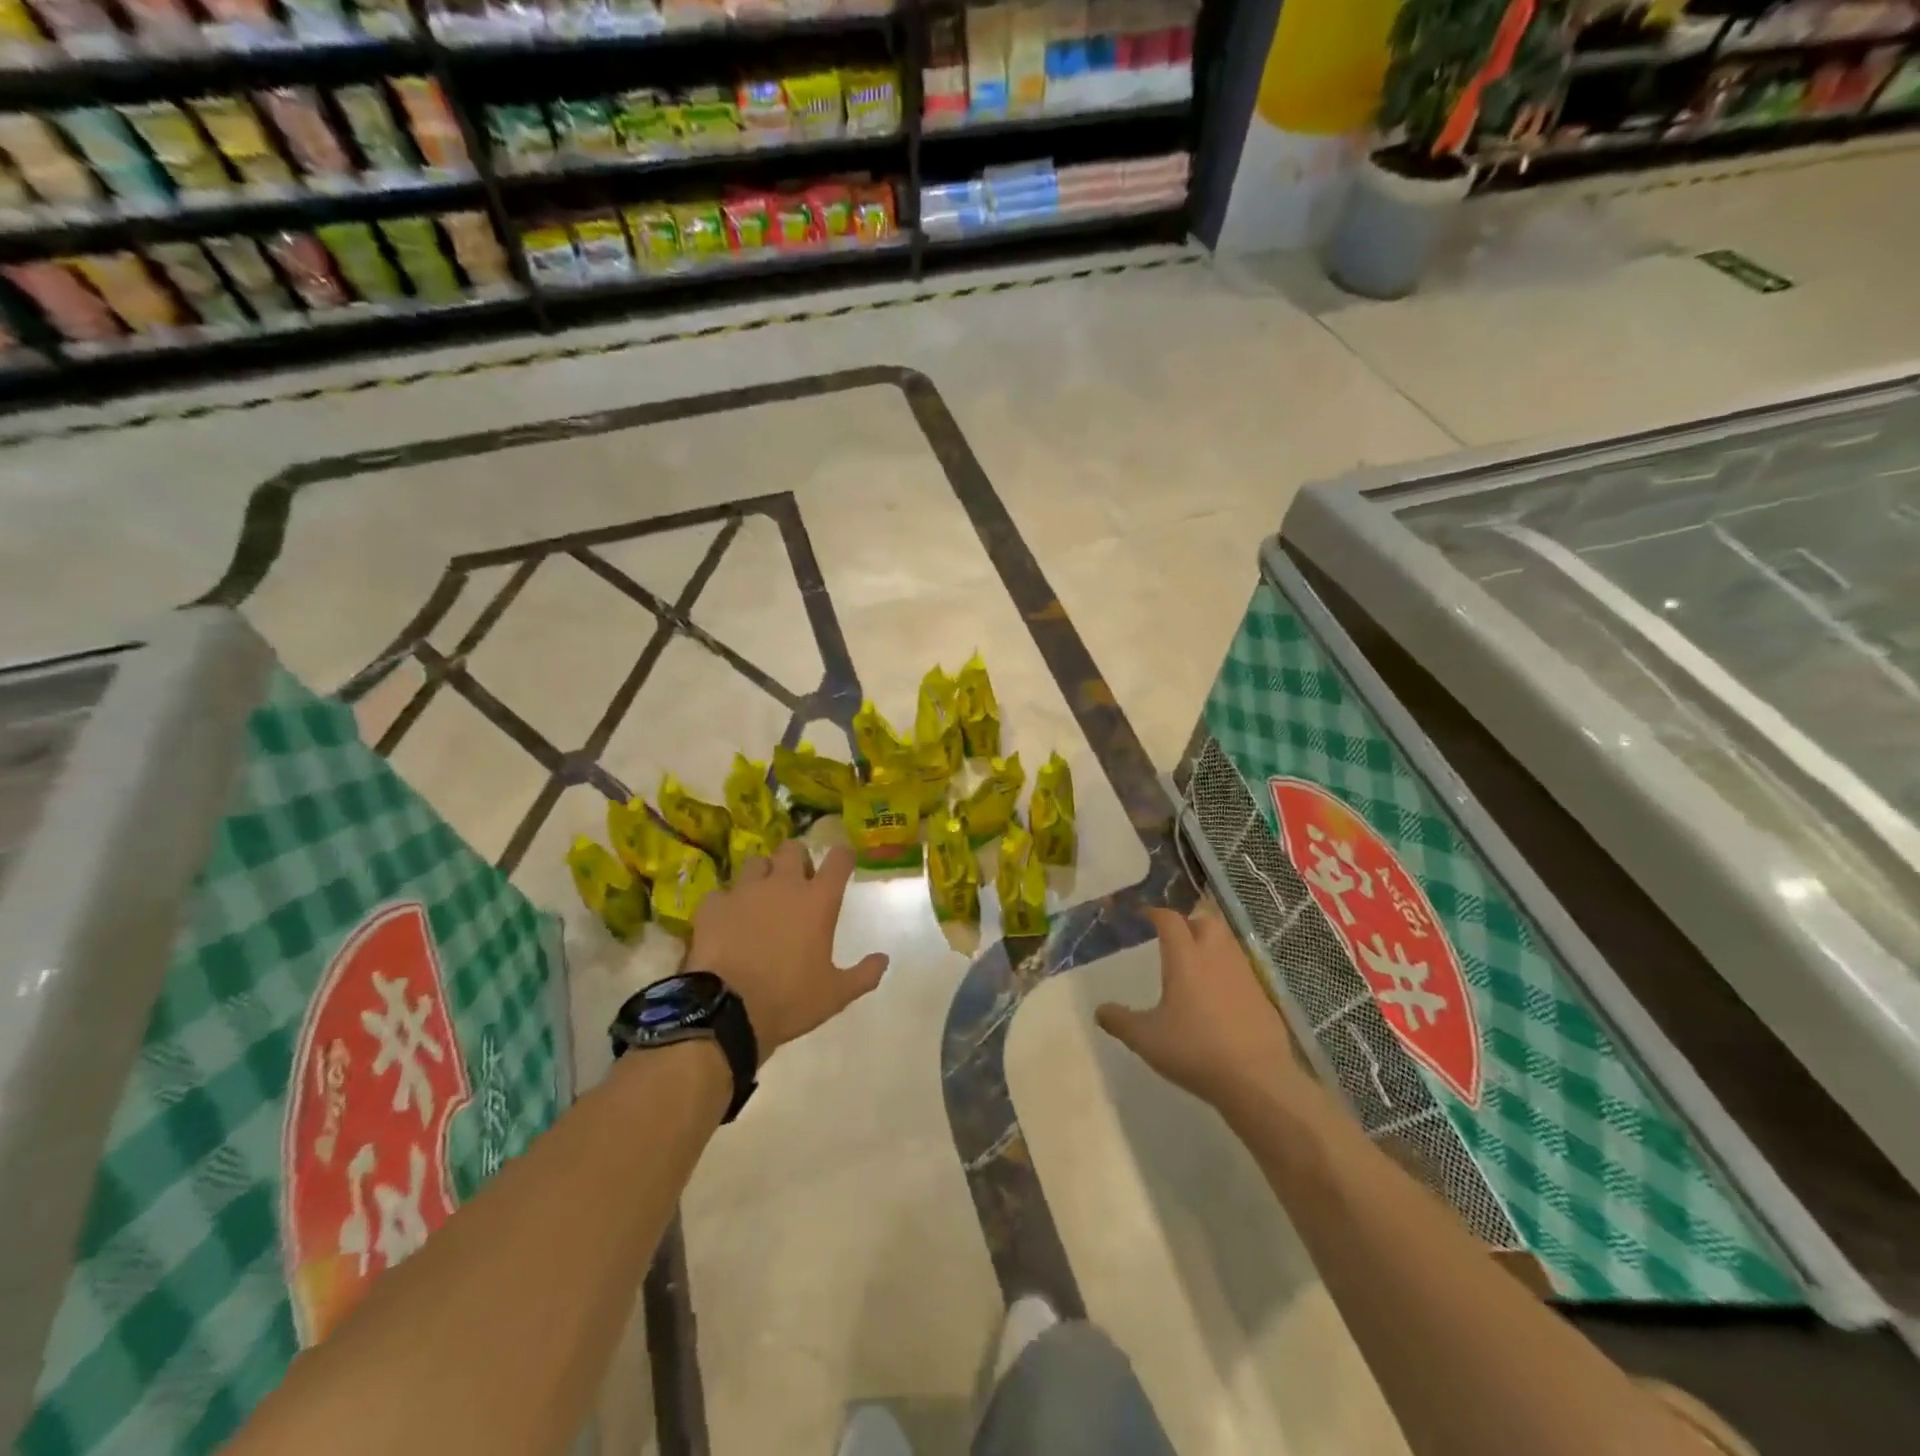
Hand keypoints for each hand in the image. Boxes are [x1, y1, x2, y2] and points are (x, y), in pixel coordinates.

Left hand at [689, 841, 887, 1063]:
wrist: (727, 1011)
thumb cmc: (790, 999)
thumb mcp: (835, 994)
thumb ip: (864, 974)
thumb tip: (884, 959)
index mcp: (818, 900)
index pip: (838, 858)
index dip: (843, 856)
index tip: (844, 861)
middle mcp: (783, 885)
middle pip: (793, 848)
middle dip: (797, 859)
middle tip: (798, 881)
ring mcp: (745, 891)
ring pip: (755, 861)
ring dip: (762, 874)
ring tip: (761, 896)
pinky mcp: (713, 905)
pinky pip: (722, 892)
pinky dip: (726, 902)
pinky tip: (726, 920)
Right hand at [1096, 906, 1306, 1115]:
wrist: (1257, 1079)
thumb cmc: (1195, 1050)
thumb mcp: (1146, 1039)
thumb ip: (1120, 1021)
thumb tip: (1099, 1010)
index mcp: (1185, 958)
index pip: (1169, 920)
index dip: (1154, 913)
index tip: (1142, 916)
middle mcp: (1216, 956)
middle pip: (1205, 920)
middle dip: (1189, 921)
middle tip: (1173, 938)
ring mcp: (1244, 973)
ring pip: (1227, 942)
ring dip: (1210, 942)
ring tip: (1194, 963)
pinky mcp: (1262, 994)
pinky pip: (1240, 968)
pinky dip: (1226, 970)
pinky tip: (1218, 994)